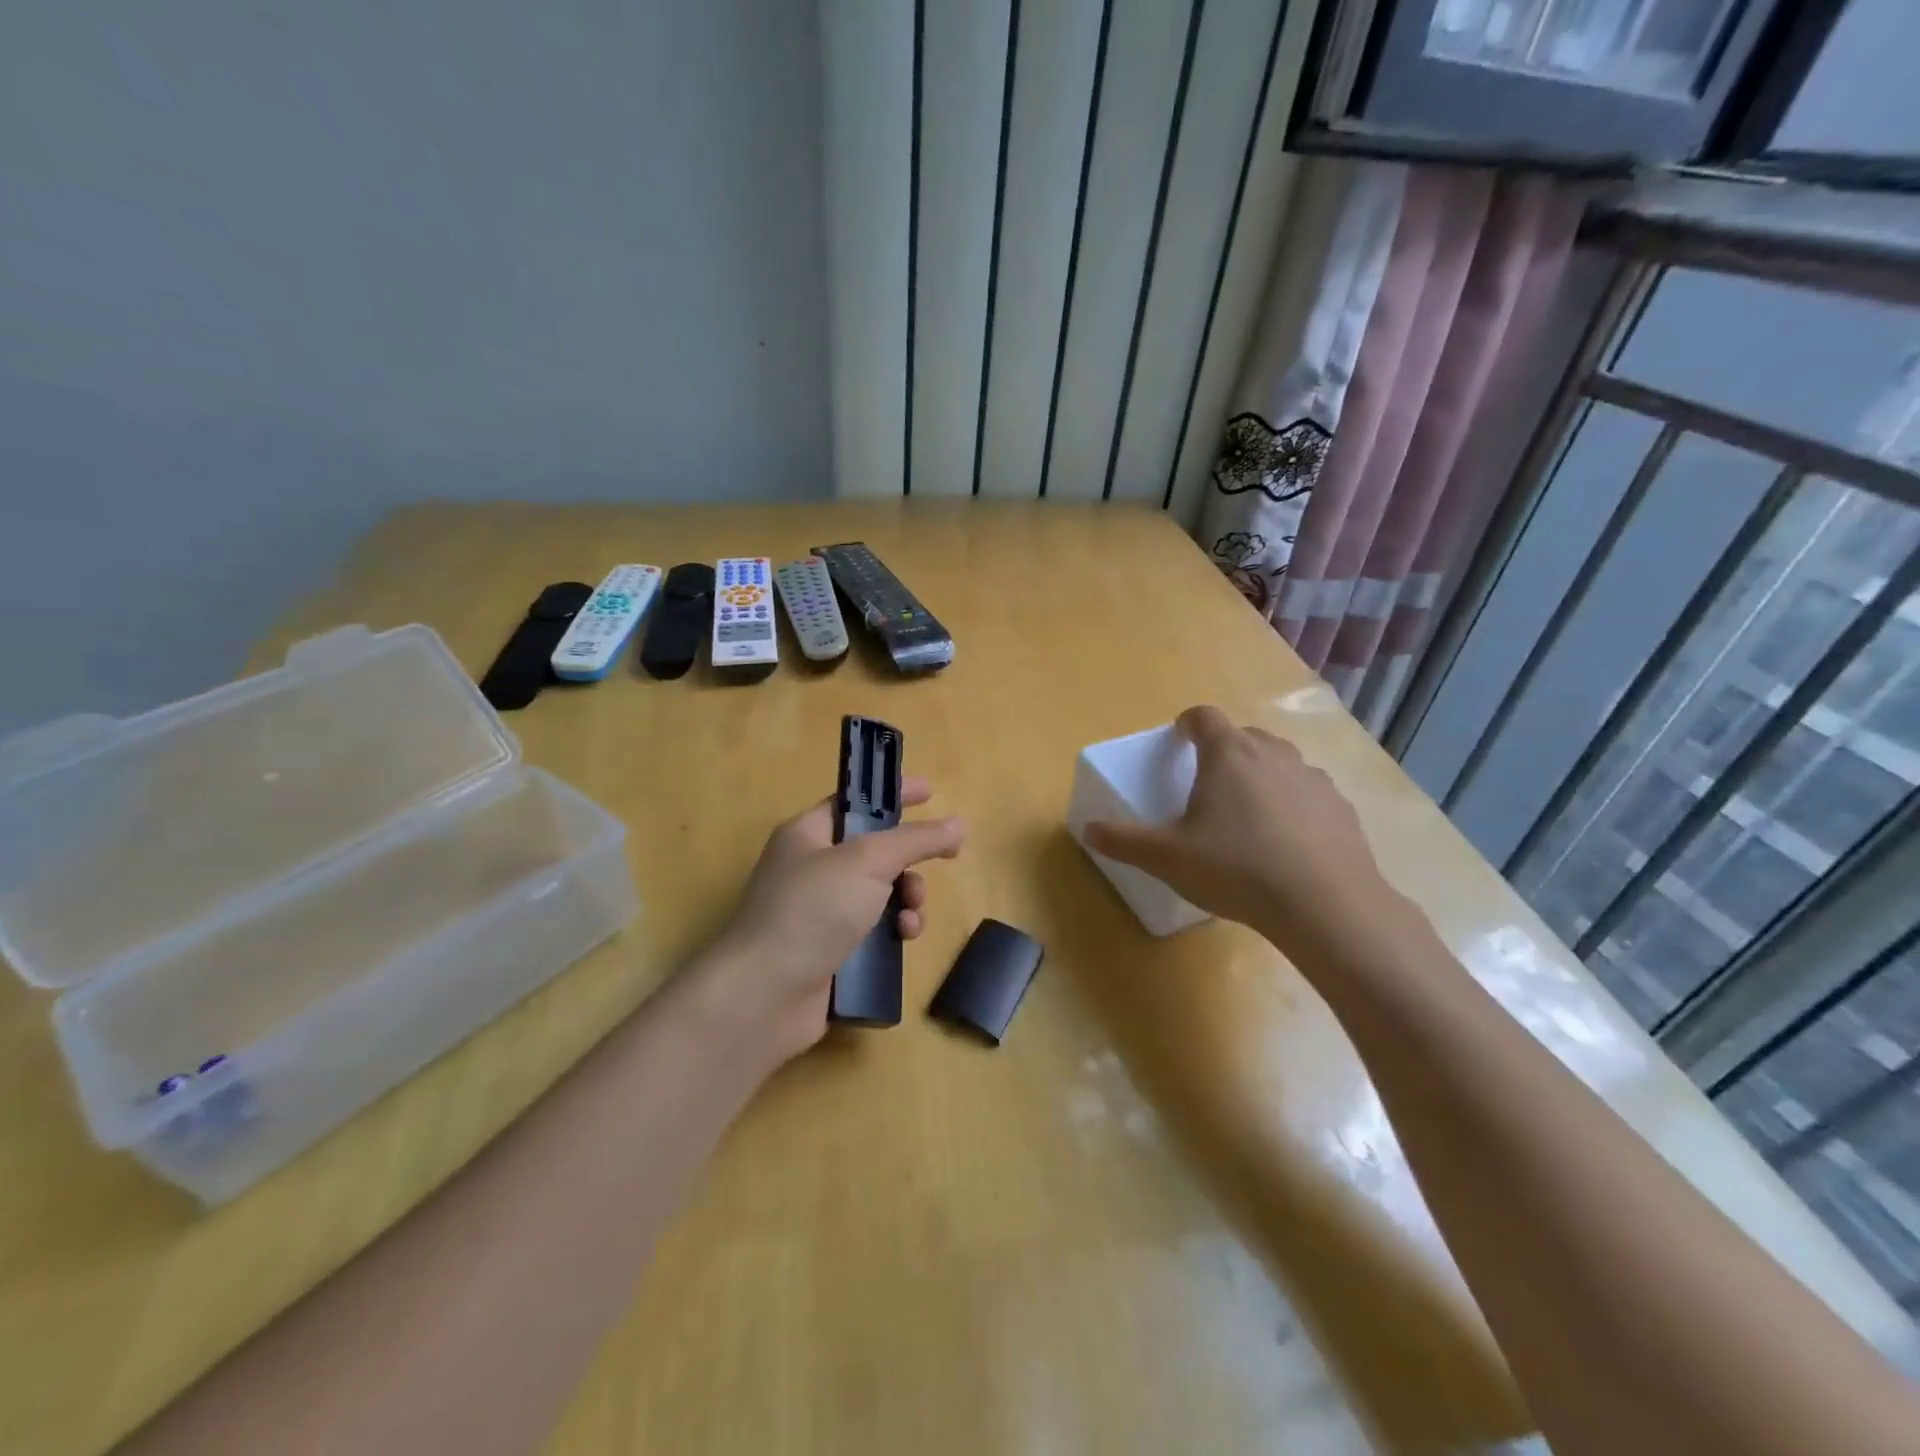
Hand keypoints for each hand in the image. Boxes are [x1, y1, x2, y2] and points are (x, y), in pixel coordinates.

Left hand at [700, 776, 963, 1063]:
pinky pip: (876, 929)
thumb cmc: (811, 911)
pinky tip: (904, 939)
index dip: (892, 794)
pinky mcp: (833, 951)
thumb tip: (958, 825)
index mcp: (808, 834)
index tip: (931, 792)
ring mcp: (821, 912)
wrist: (765, 996)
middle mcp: (812, 868)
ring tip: (913, 915)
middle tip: (941, 861)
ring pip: (882, 892)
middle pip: (876, 850)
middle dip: (910, 858)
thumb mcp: (868, 861)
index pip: (856, 802)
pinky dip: (895, 930)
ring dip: (909, 898)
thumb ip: (916, 839)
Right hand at [1084, 706, 1389, 953]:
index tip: (1177, 740)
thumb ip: (1124, 841)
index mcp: (1228, 755)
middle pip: (1243, 737)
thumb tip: (1088, 830)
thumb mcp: (1167, 858)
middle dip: (1223, 752)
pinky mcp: (1341, 808)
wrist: (1325, 905)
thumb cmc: (1237, 869)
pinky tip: (1286, 843)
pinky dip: (1292, 805)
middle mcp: (1272, 754)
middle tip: (1207, 785)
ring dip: (1260, 776)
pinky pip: (1307, 794)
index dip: (1186, 724)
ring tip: (1246, 816)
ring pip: (1279, 763)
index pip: (1203, 717)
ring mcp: (1312, 779)